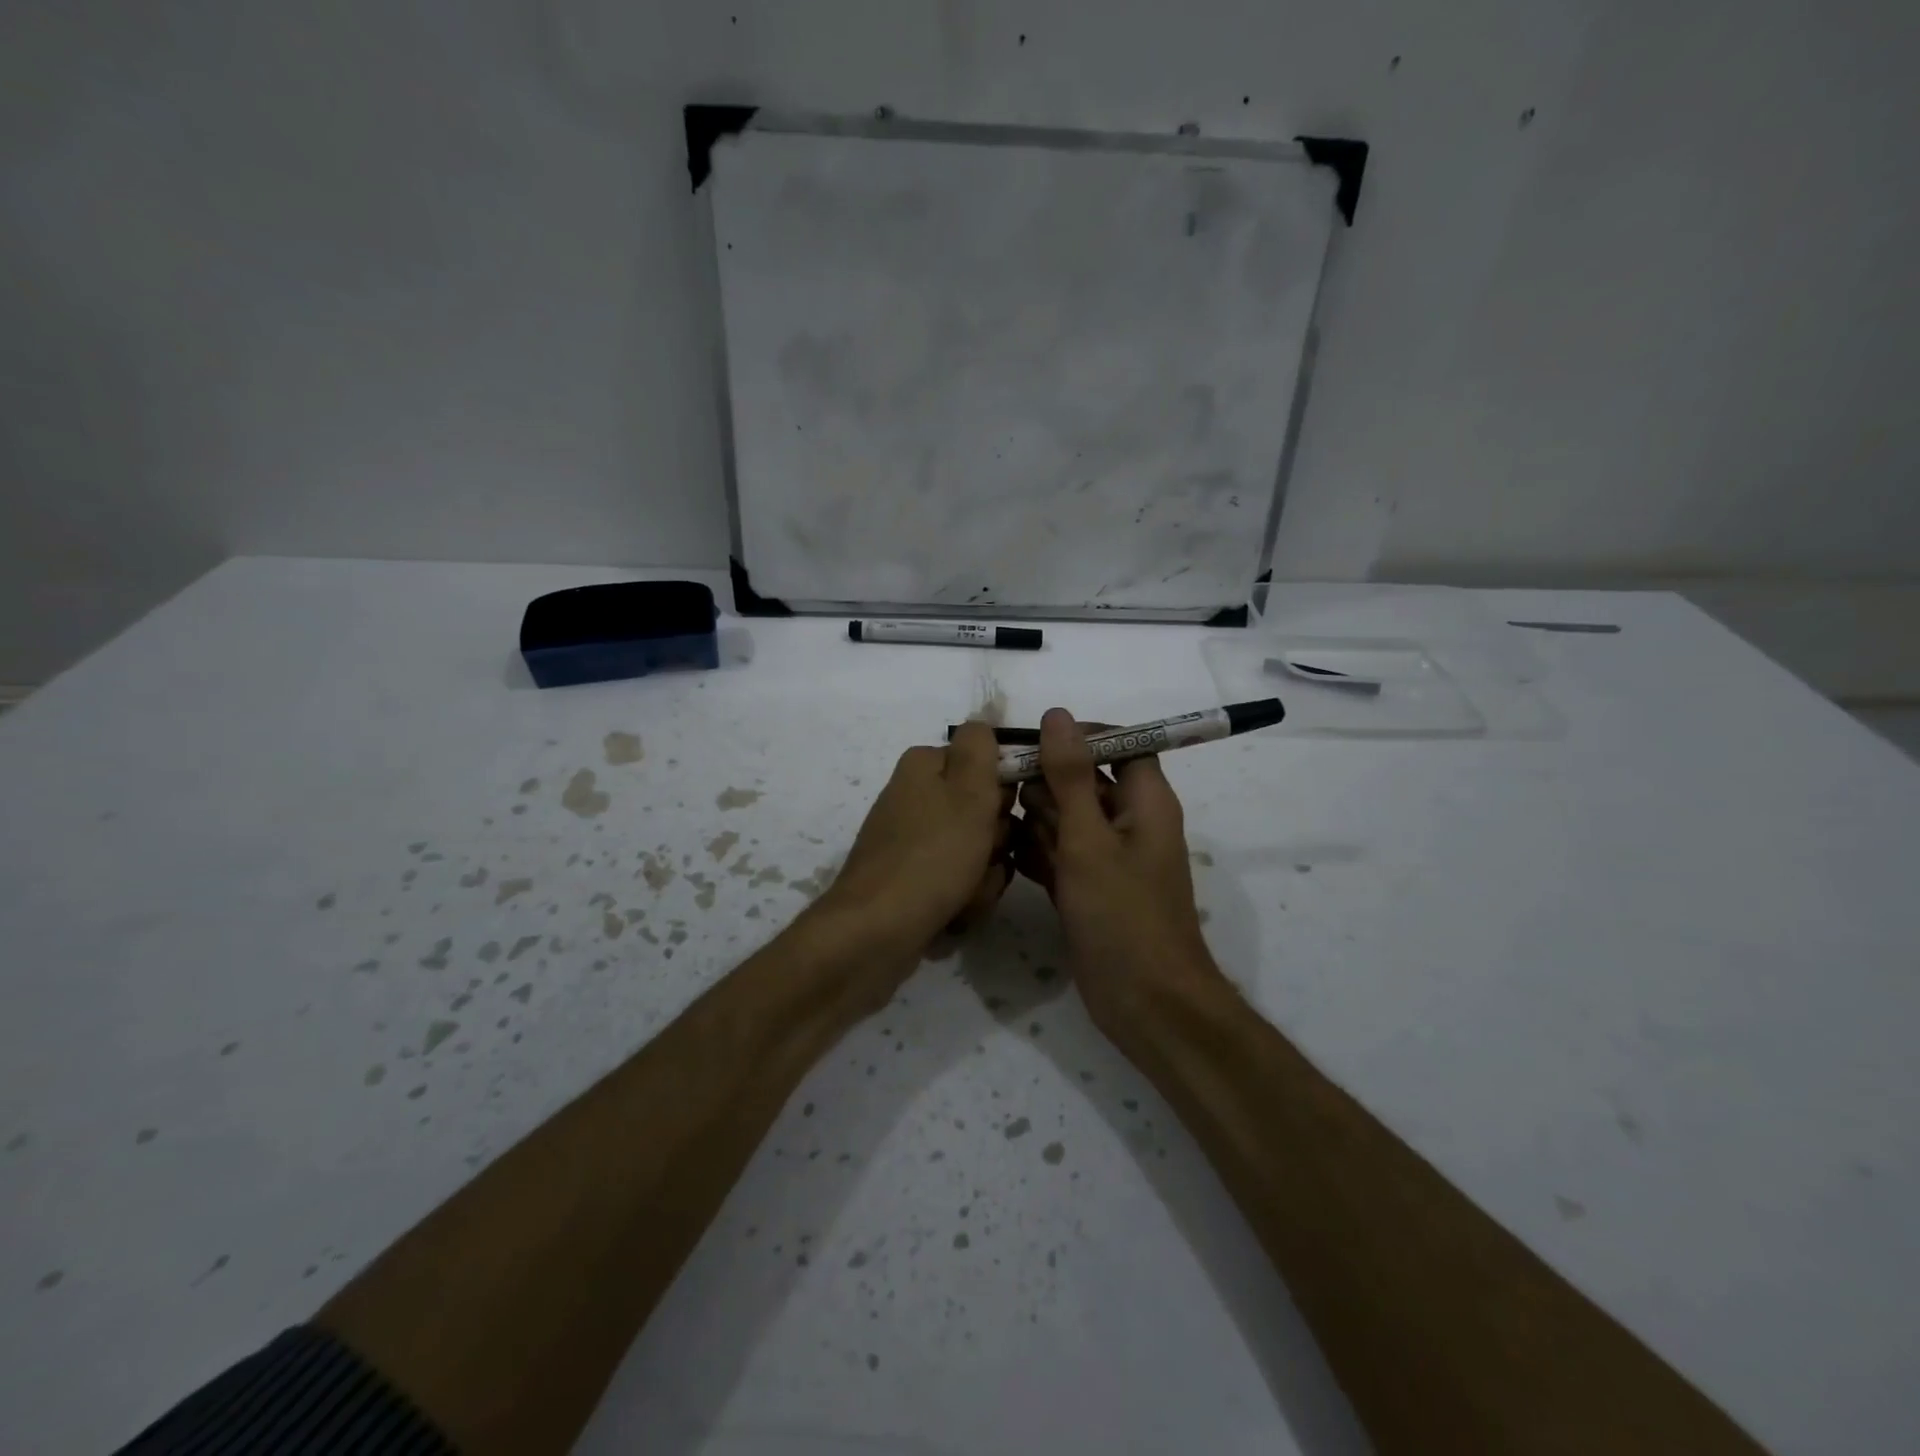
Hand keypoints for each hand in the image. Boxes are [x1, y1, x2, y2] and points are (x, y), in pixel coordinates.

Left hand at [815, 721, 1013, 974]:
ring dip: (984, 877)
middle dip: (996, 842)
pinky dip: (964, 899)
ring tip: (965, 895)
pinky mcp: (912, 880)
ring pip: (978, 852)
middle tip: (983, 858)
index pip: (987, 764)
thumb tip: (984, 717)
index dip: (1005, 792)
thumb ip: (981, 746)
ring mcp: (912, 841)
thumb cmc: (932, 855)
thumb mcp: (968, 791)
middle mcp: (916, 797)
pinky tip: (953, 916)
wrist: (877, 932)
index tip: (1004, 815)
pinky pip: (958, 883)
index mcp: (925, 766)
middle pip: (984, 811)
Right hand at [1012, 708, 1222, 1040]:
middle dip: (1045, 787)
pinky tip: (1008, 859)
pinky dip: (1036, 854)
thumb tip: (1057, 715)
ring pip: (1065, 818)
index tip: (1032, 749)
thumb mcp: (1090, 839)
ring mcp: (1107, 857)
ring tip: (1002, 832)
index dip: (1078, 739)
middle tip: (1009, 803)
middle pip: (1083, 780)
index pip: (1118, 743)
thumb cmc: (1123, 916)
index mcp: (1146, 800)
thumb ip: (1071, 776)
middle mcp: (1129, 822)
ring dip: (1034, 822)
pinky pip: (1058, 854)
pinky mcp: (1088, 887)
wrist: (1145, 1004)